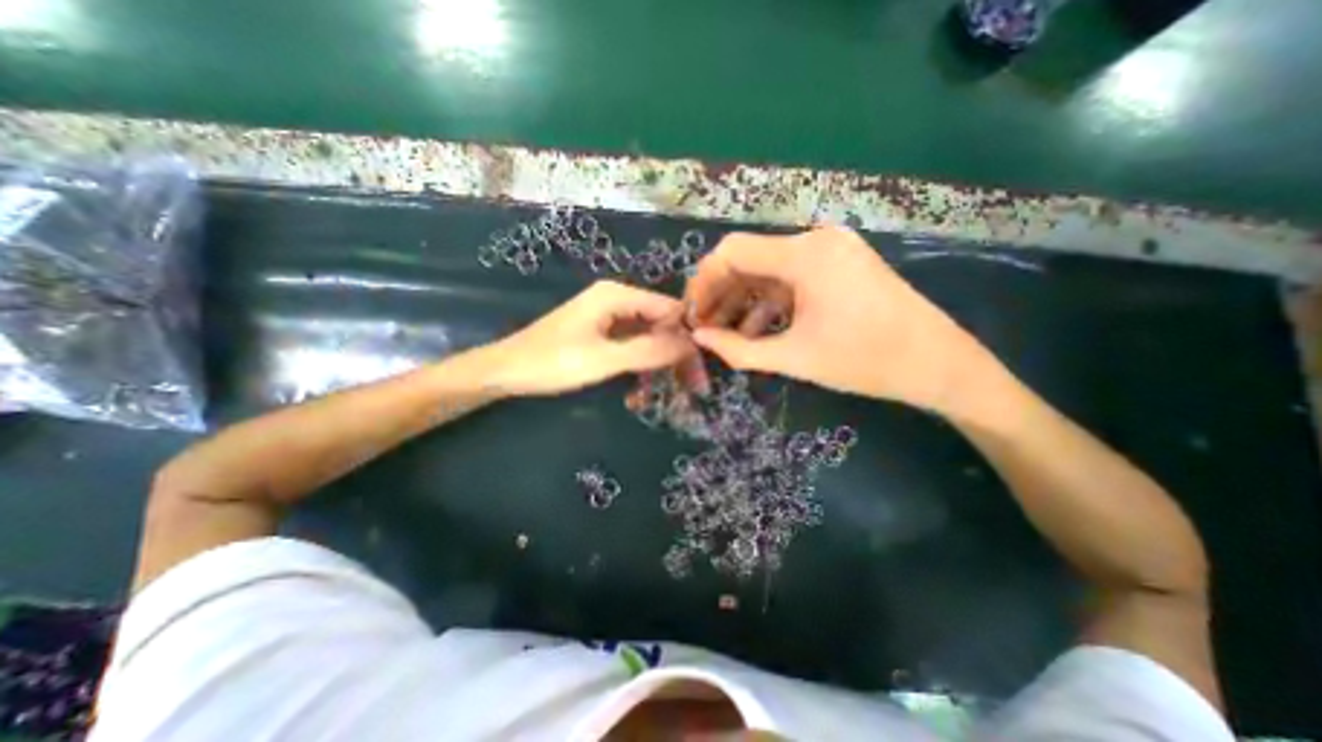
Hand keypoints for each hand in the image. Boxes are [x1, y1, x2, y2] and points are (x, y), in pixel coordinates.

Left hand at [477, 280, 701, 395]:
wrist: (506, 371)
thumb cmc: (552, 362)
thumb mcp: (604, 359)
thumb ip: (648, 350)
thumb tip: (690, 344)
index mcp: (617, 295)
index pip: (669, 308)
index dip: (689, 336)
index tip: (702, 369)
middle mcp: (617, 299)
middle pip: (661, 323)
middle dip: (677, 355)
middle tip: (695, 387)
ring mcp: (609, 316)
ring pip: (648, 337)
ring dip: (660, 364)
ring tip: (672, 393)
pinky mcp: (602, 332)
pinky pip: (632, 346)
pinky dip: (641, 366)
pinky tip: (642, 390)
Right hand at [687, 225, 984, 411]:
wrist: (937, 364)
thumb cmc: (864, 361)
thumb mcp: (793, 358)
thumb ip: (738, 349)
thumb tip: (699, 337)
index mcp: (804, 255)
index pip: (732, 252)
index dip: (704, 281)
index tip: (692, 314)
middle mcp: (814, 241)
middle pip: (748, 259)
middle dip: (720, 294)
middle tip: (704, 328)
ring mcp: (829, 251)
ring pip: (767, 270)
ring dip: (742, 301)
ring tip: (725, 335)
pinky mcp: (837, 265)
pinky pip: (789, 279)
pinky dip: (768, 302)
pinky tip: (756, 331)